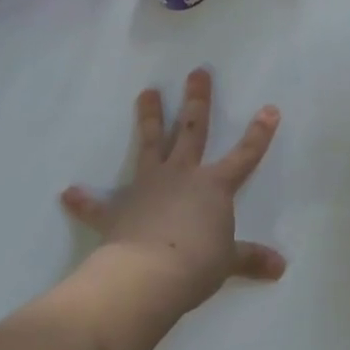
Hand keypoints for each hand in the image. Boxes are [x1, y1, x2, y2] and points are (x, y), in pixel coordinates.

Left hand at [61, 69, 287, 311]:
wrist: (147, 277)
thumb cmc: (196, 264)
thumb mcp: (228, 262)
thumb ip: (251, 258)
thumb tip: (281, 267)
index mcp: (213, 186)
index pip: (244, 155)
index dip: (259, 133)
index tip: (270, 108)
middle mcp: (182, 175)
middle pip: (191, 130)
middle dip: (197, 100)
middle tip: (197, 72)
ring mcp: (148, 188)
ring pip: (150, 144)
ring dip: (148, 118)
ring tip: (146, 92)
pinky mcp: (118, 211)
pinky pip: (98, 205)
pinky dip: (84, 200)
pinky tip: (68, 193)